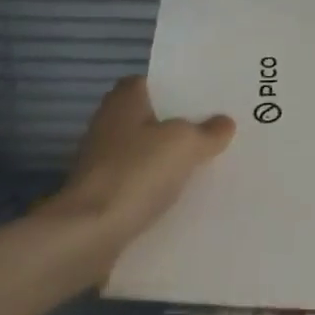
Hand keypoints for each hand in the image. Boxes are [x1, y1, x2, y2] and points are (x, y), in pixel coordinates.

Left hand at [33, 77, 234, 286]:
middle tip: (216, 131)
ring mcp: (102, 161)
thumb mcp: (186, 144)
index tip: (205, 99)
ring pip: (145, 152)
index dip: (177, 89)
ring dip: (169, 158)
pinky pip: (139, 182)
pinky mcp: (102, 193)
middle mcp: (108, 125)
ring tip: (207, 164)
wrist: (90, 232)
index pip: (150, 83)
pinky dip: (158, 186)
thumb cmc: (137, 172)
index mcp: (124, 102)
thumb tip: (224, 122)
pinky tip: (183, 195)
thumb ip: (209, 131)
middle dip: (178, 125)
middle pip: (150, 118)